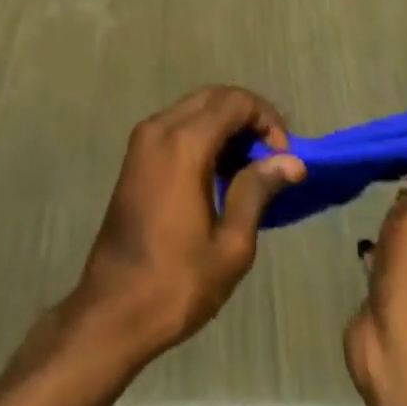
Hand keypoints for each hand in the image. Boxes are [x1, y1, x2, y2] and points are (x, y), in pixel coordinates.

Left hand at [67, 86, 305, 361]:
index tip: (285, 157)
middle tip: (274, 156)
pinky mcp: (136, 155)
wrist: (113, 308)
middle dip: (249, 116)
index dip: (267, 119)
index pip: (235, 101)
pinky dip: (204, 133)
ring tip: (253, 167)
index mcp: (184, 143)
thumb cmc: (177, 281)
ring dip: (226, 124)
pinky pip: (178, 124)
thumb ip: (258, 191)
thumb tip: (292, 161)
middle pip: (214, 96)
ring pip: (195, 107)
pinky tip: (222, 172)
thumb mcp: (230, 244)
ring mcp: (143, 139)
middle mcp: (160, 127)